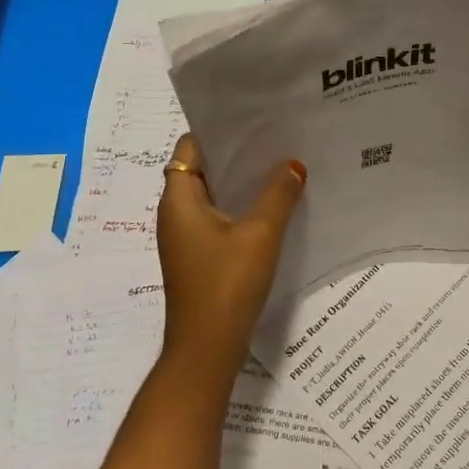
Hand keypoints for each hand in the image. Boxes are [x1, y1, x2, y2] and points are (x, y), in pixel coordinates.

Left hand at [156, 133, 306, 370]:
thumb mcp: (260, 234)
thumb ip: (278, 194)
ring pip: (212, 196)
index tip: (252, 120)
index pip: (189, 148)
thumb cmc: (227, 283)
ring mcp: (184, 237)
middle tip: (274, 139)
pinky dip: (239, 208)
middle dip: (235, 155)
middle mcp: (174, 213)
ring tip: (279, 166)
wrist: (207, 348)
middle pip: (201, 170)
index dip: (217, 131)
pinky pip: (217, 219)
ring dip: (240, 183)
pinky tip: (271, 207)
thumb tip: (293, 165)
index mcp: (178, 199)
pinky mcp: (197, 257)